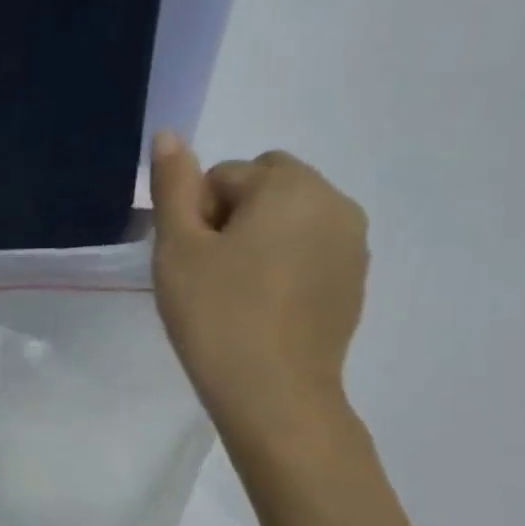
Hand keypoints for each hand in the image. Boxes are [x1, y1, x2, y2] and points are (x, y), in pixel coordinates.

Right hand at [149, 133, 367, 440]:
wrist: (273, 391)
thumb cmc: (215, 313)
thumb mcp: (178, 246)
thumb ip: (174, 185)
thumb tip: (170, 134)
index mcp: (292, 188)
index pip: (227, 174)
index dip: (196, 211)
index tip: (189, 255)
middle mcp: (335, 204)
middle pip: (267, 185)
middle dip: (232, 213)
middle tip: (207, 268)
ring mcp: (353, 244)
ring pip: (289, 217)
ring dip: (256, 237)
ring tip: (231, 288)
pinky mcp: (354, 279)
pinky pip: (309, 248)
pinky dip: (281, 262)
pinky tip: (259, 304)